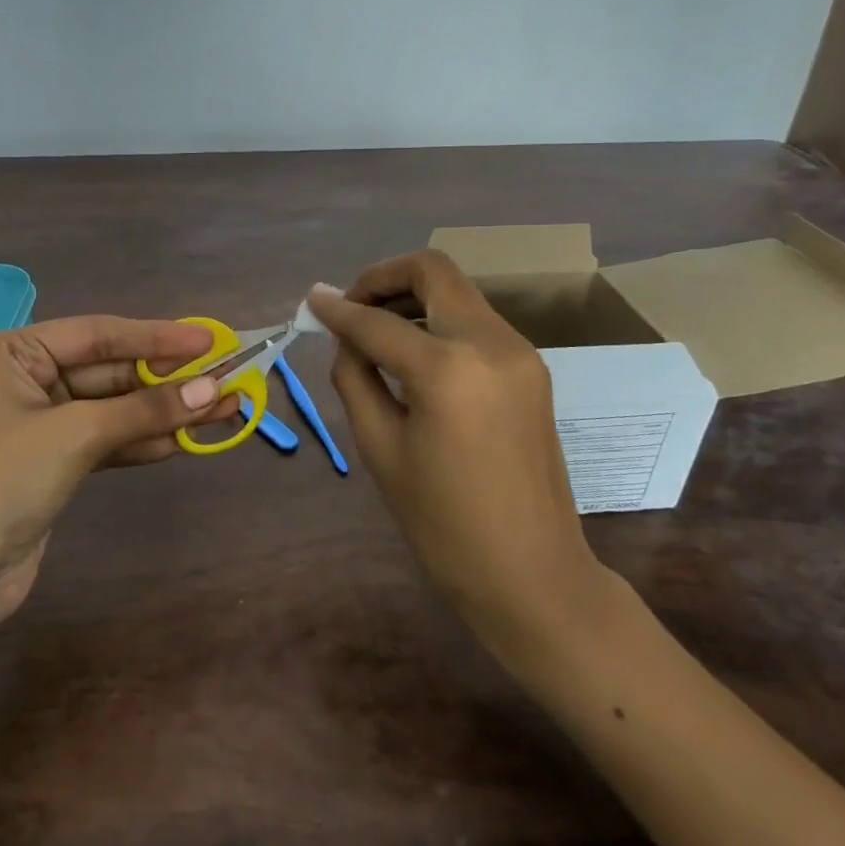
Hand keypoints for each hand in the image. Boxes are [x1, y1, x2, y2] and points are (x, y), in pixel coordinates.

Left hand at [0, 316, 238, 632]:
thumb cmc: (2, 481)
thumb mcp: (76, 434)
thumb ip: (144, 409)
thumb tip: (213, 391)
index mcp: (12, 352)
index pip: (98, 334)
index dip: (156, 337)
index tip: (208, 341)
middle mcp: (24, 379)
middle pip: (109, 371)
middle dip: (166, 379)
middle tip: (225, 376)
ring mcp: (39, 423)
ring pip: (113, 408)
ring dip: (163, 411)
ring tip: (222, 407)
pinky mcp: (53, 462)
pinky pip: (107, 440)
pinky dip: (143, 440)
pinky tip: (185, 439)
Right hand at [309, 253, 612, 680]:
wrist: (532, 574)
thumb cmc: (442, 523)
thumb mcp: (380, 447)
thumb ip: (355, 375)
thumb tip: (341, 332)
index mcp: (448, 368)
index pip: (378, 321)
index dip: (338, 309)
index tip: (312, 301)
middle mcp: (491, 342)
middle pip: (433, 271)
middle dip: (383, 278)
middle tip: (351, 307)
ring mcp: (519, 351)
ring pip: (456, 292)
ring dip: (412, 298)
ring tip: (375, 331)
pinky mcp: (530, 367)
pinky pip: (474, 321)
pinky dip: (437, 321)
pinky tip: (413, 353)